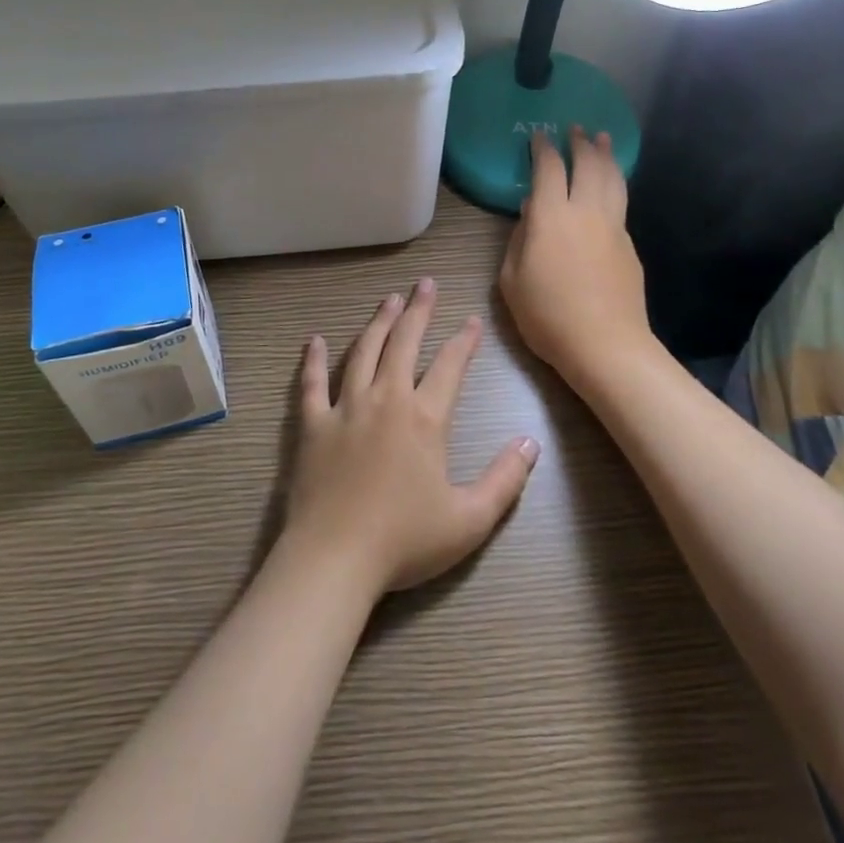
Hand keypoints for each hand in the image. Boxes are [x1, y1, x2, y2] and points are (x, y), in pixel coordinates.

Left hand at [283, 279, 539, 594]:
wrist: (335, 558)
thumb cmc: (405, 541)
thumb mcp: (470, 519)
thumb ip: (505, 479)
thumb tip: (531, 442)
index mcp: (425, 418)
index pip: (450, 366)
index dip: (464, 341)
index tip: (472, 321)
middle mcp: (386, 399)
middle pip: (404, 343)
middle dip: (418, 310)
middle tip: (424, 284)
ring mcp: (345, 407)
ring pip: (363, 352)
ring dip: (378, 323)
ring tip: (388, 299)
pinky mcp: (313, 423)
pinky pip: (312, 383)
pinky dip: (314, 360)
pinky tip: (315, 341)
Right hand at [499, 127, 653, 388]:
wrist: (606, 345)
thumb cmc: (548, 315)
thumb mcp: (512, 280)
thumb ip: (519, 239)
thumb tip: (531, 212)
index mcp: (551, 217)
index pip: (548, 169)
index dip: (542, 148)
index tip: (539, 136)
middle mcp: (585, 211)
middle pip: (587, 164)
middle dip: (580, 143)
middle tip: (575, 129)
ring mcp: (613, 227)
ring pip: (612, 179)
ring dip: (605, 156)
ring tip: (602, 139)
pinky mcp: (629, 245)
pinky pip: (620, 203)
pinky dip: (614, 185)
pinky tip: (609, 188)